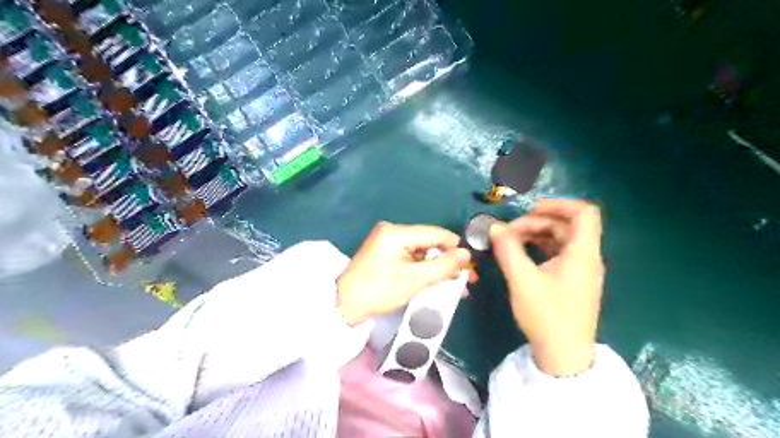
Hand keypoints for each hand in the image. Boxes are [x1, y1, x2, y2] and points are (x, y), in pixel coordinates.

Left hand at [333, 222, 467, 324]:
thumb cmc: (378, 291)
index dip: (456, 248)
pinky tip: (436, 281)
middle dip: (448, 261)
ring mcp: (388, 242)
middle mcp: (392, 231)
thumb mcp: (415, 280)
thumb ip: (443, 266)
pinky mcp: (386, 253)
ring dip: (437, 268)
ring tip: (455, 285)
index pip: (435, 233)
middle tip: (465, 280)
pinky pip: (412, 258)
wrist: (344, 305)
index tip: (471, 265)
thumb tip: (466, 254)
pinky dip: (424, 270)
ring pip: (422, 252)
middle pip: (429, 243)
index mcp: (397, 232)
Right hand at [489, 199, 604, 376]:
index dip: (559, 204)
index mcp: (582, 253)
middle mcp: (587, 257)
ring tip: (511, 241)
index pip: (584, 212)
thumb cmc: (546, 315)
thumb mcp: (522, 280)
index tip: (530, 210)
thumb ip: (507, 249)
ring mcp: (581, 270)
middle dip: (537, 222)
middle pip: (568, 225)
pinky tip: (522, 254)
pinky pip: (559, 253)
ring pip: (562, 239)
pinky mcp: (573, 281)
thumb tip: (494, 228)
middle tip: (509, 231)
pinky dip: (541, 247)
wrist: (563, 356)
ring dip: (537, 234)